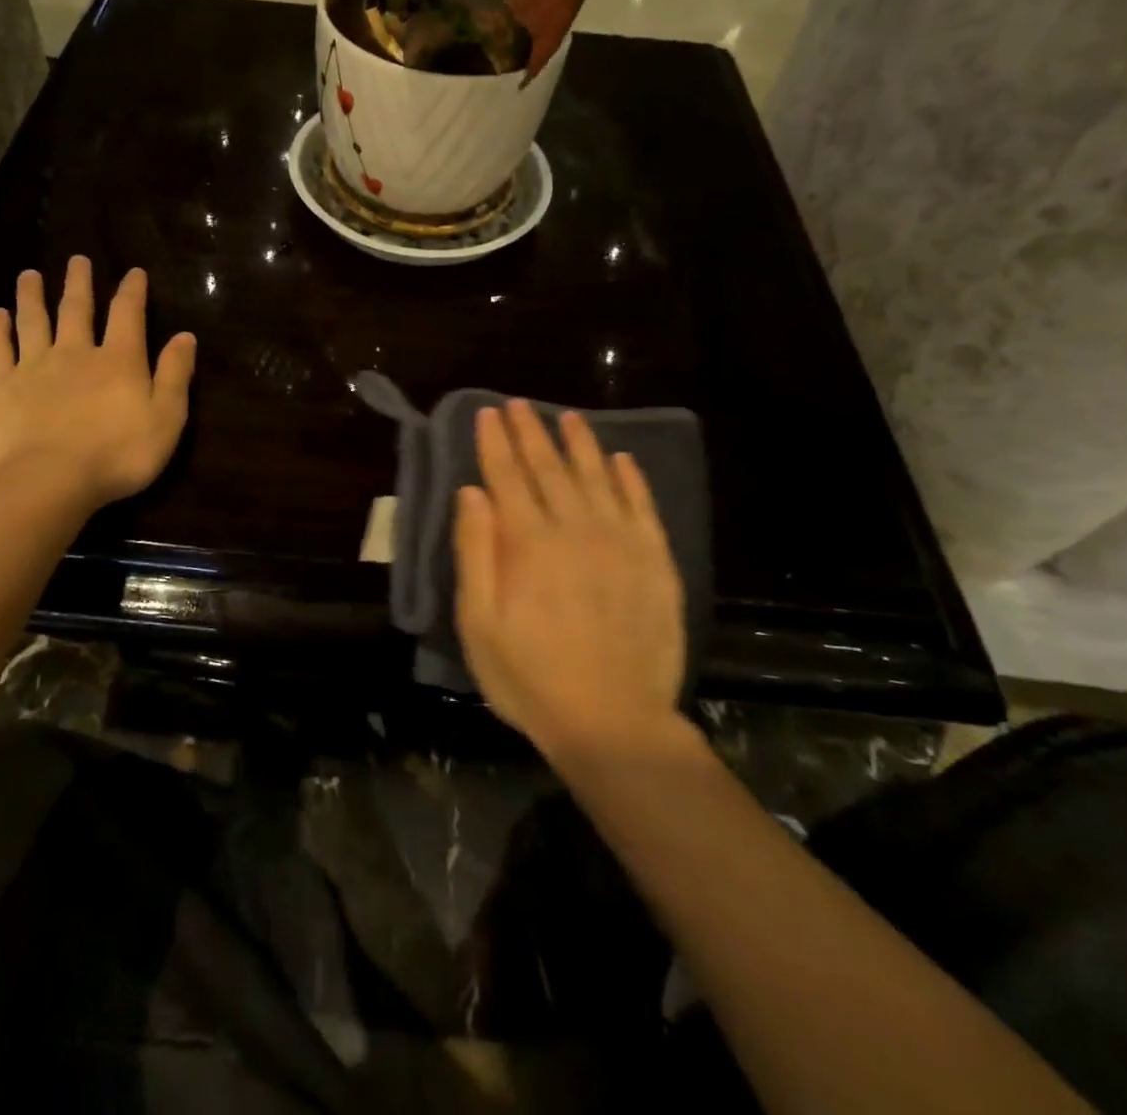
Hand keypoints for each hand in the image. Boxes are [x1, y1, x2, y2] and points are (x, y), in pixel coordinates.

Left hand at [0, 257, 195, 508]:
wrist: (49, 480)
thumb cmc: (118, 455)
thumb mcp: (166, 418)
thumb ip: (175, 375)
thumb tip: (185, 336)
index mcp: (119, 360)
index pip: (127, 314)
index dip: (132, 291)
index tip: (134, 272)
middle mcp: (76, 352)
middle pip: (76, 308)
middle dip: (79, 282)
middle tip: (76, 259)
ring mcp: (34, 367)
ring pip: (34, 321)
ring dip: (32, 296)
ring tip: (29, 275)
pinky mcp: (2, 387)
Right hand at [454, 400, 688, 758]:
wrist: (614, 722)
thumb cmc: (531, 677)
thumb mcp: (479, 623)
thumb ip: (474, 552)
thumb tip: (471, 492)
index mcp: (528, 542)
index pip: (507, 476)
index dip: (495, 442)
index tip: (488, 413)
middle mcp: (575, 527)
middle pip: (549, 467)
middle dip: (531, 432)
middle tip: (520, 404)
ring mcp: (620, 541)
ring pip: (597, 476)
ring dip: (580, 443)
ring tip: (568, 416)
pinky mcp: (655, 560)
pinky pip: (642, 505)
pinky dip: (631, 478)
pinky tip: (622, 459)